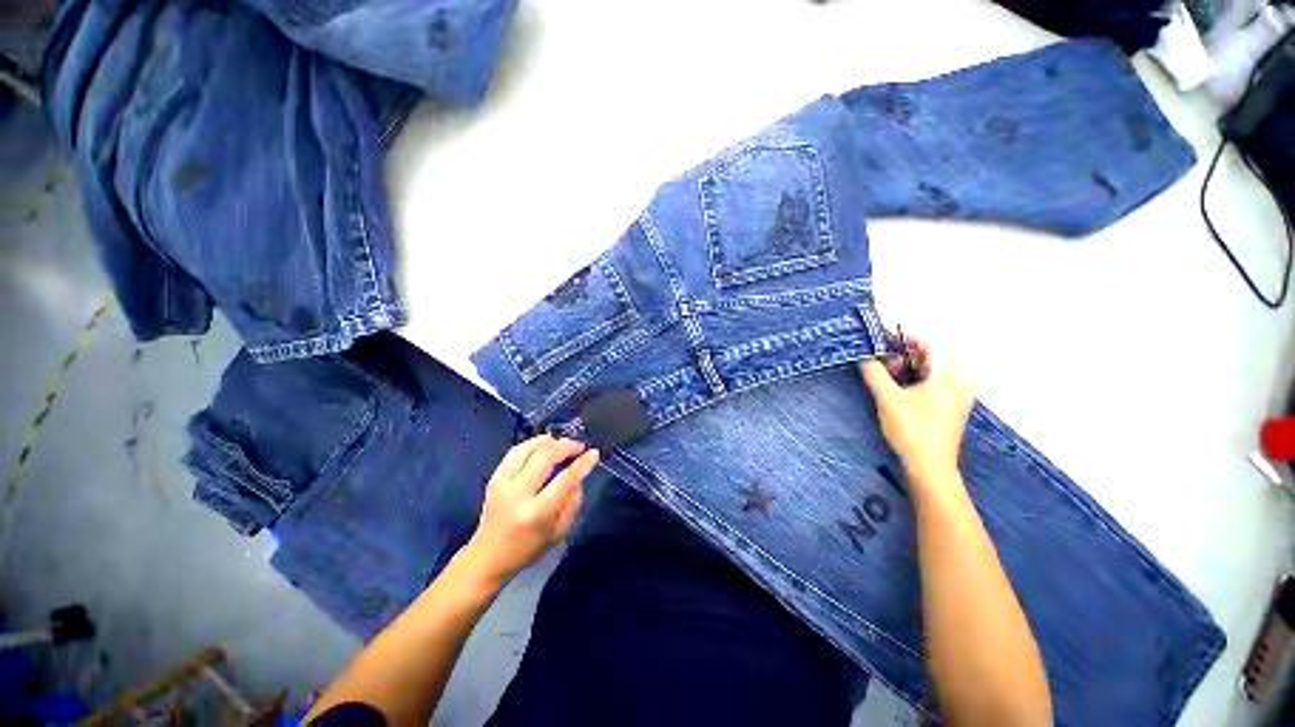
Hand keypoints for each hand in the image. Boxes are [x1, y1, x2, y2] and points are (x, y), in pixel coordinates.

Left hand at [458, 435, 598, 586]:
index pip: (565, 480)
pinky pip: (515, 451)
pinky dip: (533, 444)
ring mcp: (502, 484)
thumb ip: (573, 501)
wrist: (487, 556)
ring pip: (528, 448)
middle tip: (579, 446)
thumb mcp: (559, 531)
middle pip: (545, 457)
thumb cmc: (527, 548)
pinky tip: (544, 445)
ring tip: (562, 443)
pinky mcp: (493, 478)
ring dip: (549, 441)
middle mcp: (518, 494)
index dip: (582, 463)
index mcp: (537, 512)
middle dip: (566, 446)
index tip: (593, 453)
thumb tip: (579, 475)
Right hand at [859, 340, 973, 484]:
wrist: (930, 466)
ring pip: (931, 373)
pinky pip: (935, 385)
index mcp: (948, 376)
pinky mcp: (952, 409)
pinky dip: (917, 382)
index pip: (929, 345)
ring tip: (888, 380)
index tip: (884, 340)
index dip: (905, 339)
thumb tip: (865, 358)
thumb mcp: (887, 398)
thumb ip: (875, 373)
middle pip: (931, 358)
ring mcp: (958, 397)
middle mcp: (959, 383)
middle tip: (882, 365)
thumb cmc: (912, 429)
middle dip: (904, 358)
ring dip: (909, 371)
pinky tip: (900, 393)